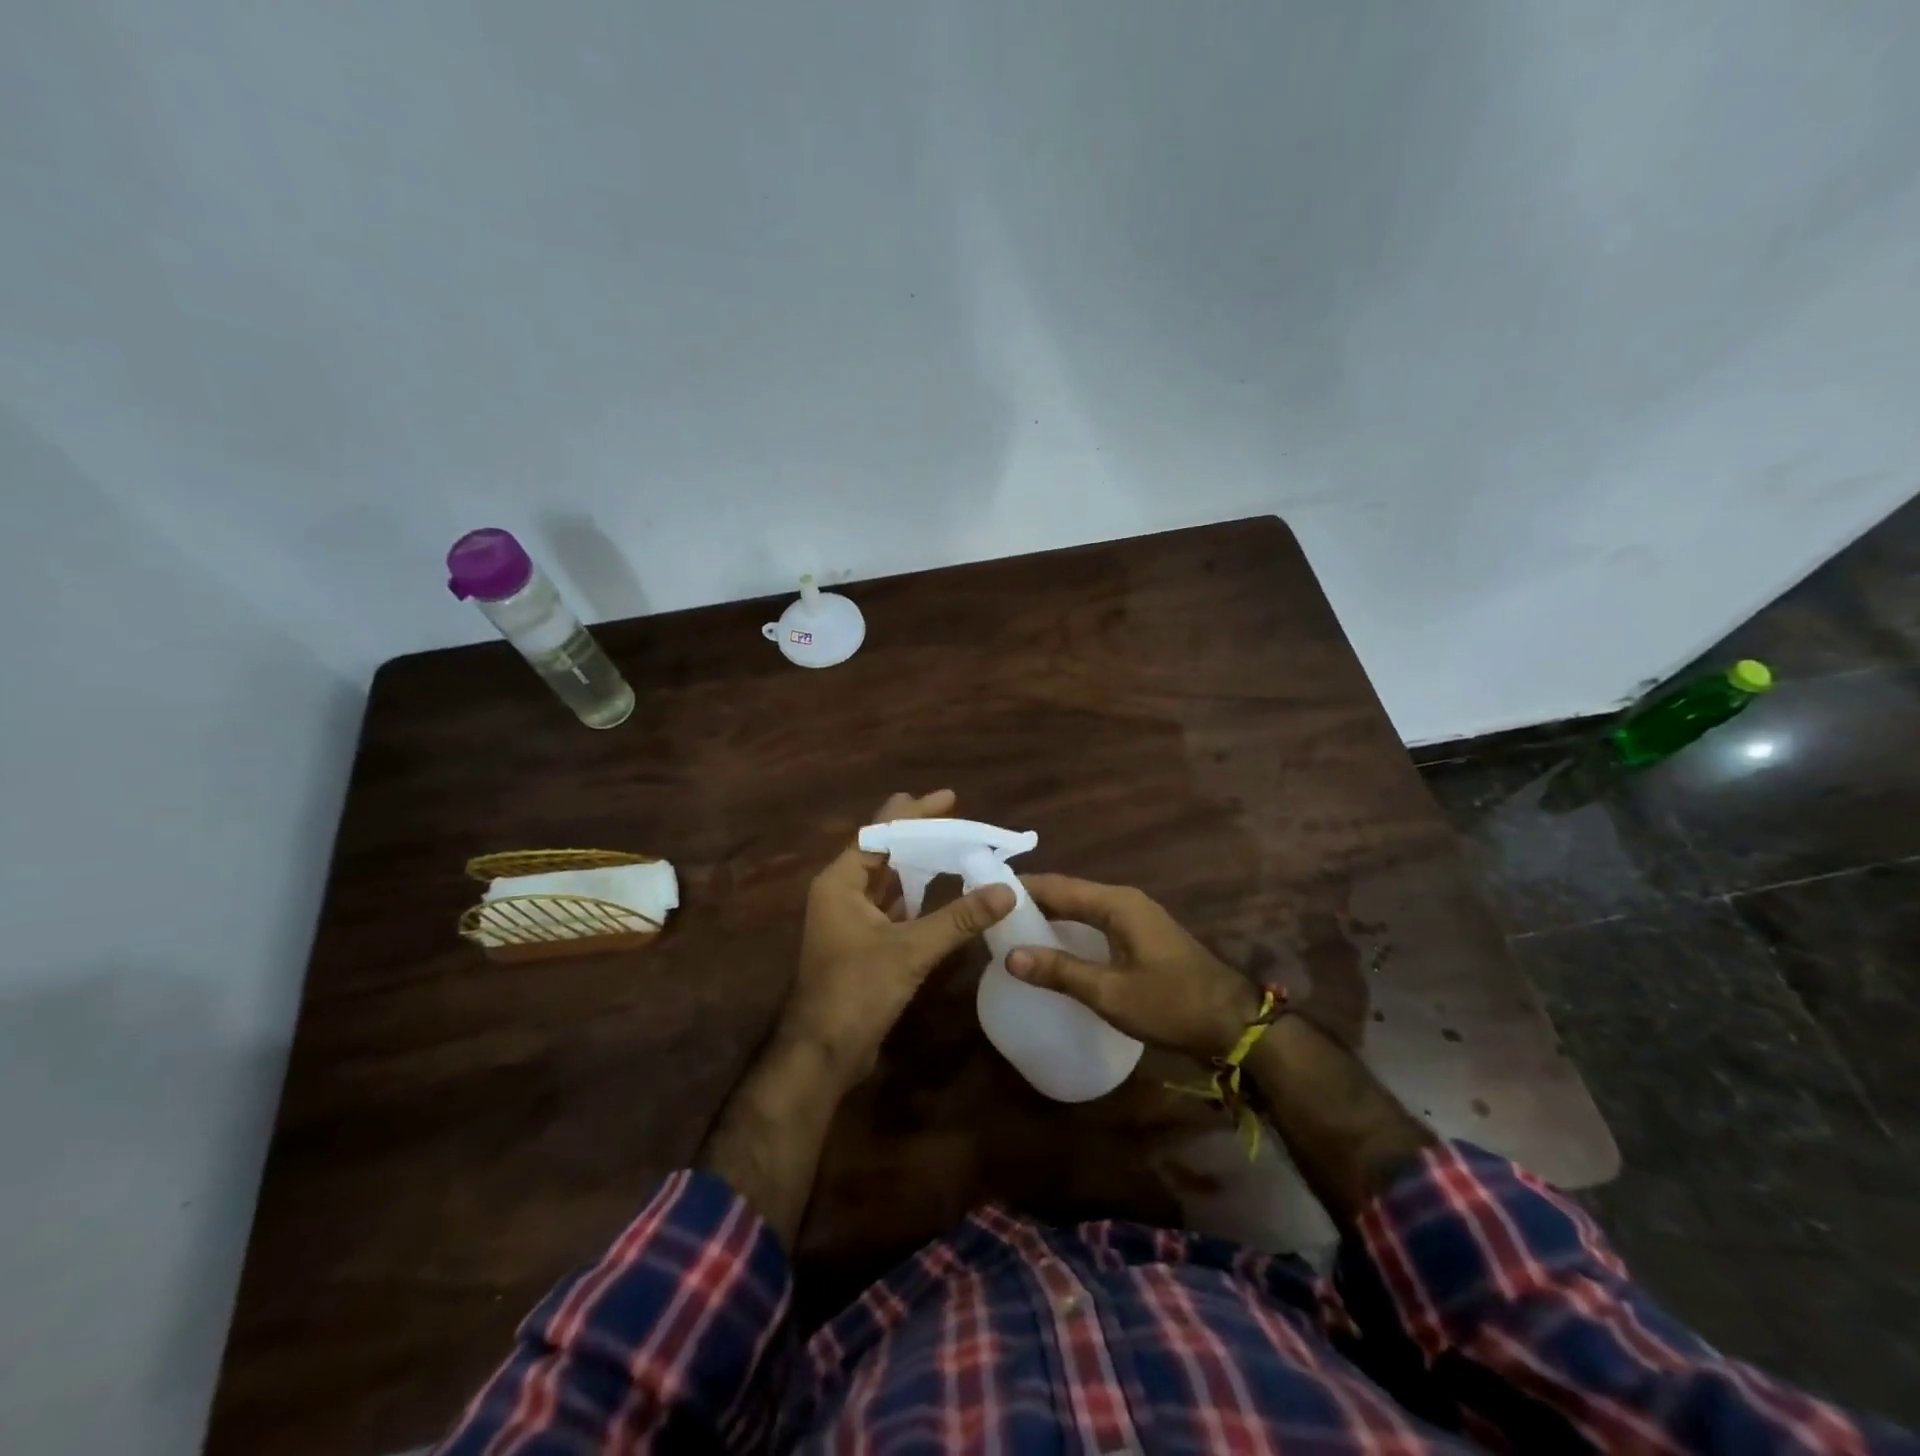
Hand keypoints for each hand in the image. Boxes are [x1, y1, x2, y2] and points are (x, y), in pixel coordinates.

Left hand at [783, 789, 1013, 1084]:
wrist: (823, 1053)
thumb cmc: (856, 990)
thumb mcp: (910, 950)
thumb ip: (958, 918)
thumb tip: (1006, 890)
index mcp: (840, 883)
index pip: (879, 833)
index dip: (914, 814)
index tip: (948, 798)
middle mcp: (841, 894)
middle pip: (882, 851)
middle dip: (915, 832)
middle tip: (952, 814)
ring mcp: (850, 921)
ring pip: (888, 880)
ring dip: (917, 863)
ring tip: (952, 844)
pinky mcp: (863, 945)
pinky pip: (893, 907)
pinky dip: (916, 895)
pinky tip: (940, 890)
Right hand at [1007, 876, 1259, 1060]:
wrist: (1233, 1023)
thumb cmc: (1171, 1004)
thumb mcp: (1110, 992)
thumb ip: (1060, 971)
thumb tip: (1010, 956)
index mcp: (1116, 903)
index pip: (1057, 886)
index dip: (1021, 888)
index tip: (985, 892)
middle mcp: (1124, 901)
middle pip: (1068, 893)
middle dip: (1032, 902)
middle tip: (992, 916)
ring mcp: (1136, 917)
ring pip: (1082, 908)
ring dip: (1051, 916)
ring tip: (1013, 931)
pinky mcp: (1142, 936)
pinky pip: (1096, 922)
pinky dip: (1071, 929)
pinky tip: (1054, 948)